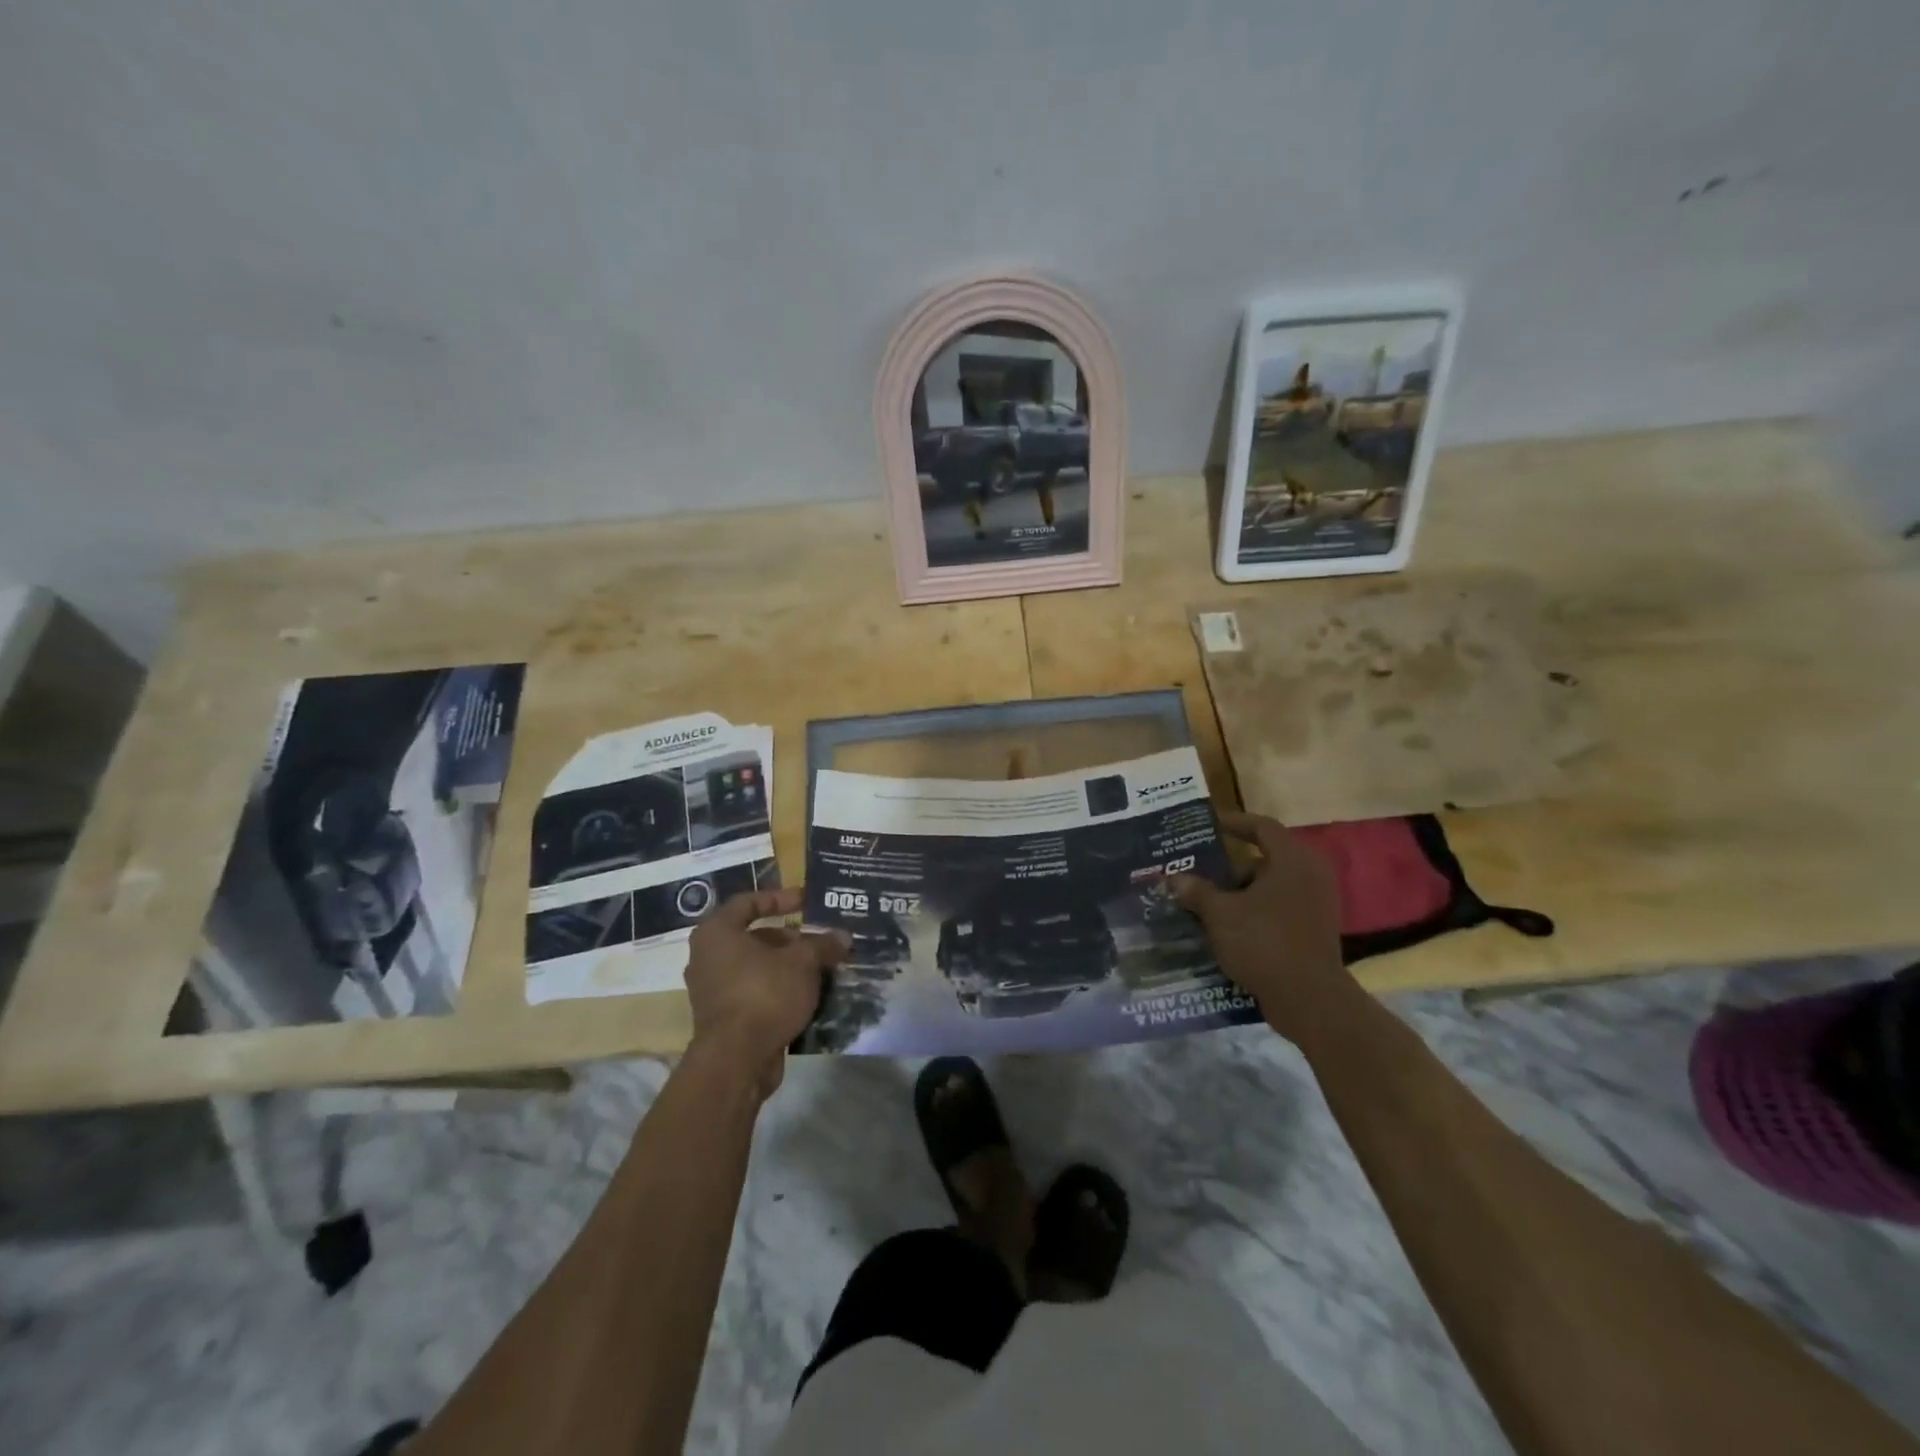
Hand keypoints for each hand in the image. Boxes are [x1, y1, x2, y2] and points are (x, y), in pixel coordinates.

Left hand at [684, 888, 847, 1098]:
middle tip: (819, 942)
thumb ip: (822, 945)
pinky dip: (779, 990)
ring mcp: (712, 990)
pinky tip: (808, 995)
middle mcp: (707, 957)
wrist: (736, 1060)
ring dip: (788, 967)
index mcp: (717, 933)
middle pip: (754, 938)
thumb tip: (843, 936)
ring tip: (821, 969)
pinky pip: (754, 993)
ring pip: (756, 968)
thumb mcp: (802, 963)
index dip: (779, 898)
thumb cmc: (764, 994)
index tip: (806, 901)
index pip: (748, 903)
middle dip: (790, 939)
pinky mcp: (722, 1019)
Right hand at [1172, 811, 1356, 1045]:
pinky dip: (1254, 914)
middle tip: (1198, 875)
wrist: (1309, 999)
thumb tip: (1174, 879)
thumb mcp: (1220, 914)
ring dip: (1239, 895)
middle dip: (1229, 869)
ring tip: (1205, 904)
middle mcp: (1310, 876)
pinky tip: (1226, 930)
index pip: (1262, 827)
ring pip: (1270, 889)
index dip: (1235, 823)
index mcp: (1292, 861)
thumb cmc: (1264, 942)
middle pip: (1264, 861)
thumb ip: (1197, 891)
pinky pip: (1278, 911)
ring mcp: (1316, 906)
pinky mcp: (1315, 932)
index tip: (1210, 825)